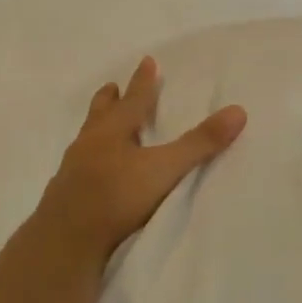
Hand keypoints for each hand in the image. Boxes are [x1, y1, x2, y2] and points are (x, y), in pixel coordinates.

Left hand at [34, 57, 245, 261]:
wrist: (65, 241)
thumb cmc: (116, 197)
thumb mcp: (165, 169)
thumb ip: (200, 143)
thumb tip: (238, 111)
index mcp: (114, 131)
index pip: (133, 99)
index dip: (143, 81)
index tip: (147, 61)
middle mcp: (90, 143)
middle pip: (100, 113)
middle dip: (110, 98)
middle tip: (113, 86)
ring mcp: (72, 169)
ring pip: (86, 138)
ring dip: (96, 128)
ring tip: (101, 126)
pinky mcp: (63, 195)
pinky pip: (77, 167)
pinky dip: (87, 159)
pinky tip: (90, 171)